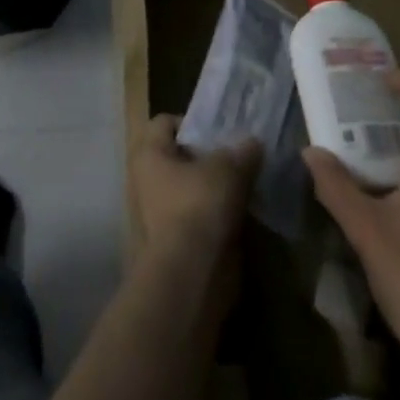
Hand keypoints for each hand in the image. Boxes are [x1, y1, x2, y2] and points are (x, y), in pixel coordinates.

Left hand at [130, 115, 259, 266]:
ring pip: (191, 189)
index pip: (165, 123)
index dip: (193, 123)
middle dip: (208, 158)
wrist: (190, 277)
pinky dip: (217, 215)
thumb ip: (242, 152)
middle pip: (180, 157)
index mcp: (149, 154)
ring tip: (246, 185)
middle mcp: (146, 181)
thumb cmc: (199, 207)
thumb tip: (253, 143)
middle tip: (238, 158)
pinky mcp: (175, 243)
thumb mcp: (228, 169)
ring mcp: (159, 214)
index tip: (221, 133)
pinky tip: (243, 215)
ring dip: (215, 188)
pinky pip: (198, 218)